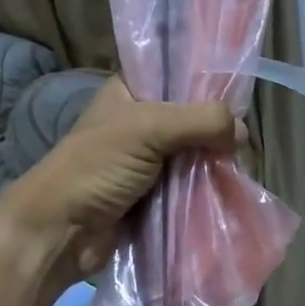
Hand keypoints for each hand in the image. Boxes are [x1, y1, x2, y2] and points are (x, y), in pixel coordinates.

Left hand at [0, 77, 243, 284]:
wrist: (61, 231)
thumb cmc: (96, 167)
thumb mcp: (148, 128)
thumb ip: (200, 121)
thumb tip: (242, 133)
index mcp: (132, 91)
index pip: (178, 73)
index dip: (208, 81)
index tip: (240, 94)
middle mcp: (142, 120)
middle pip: (193, 116)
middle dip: (217, 128)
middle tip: (242, 141)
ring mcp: (149, 158)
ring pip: (196, 152)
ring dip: (214, 161)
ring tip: (241, 167)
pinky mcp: (156, 192)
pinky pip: (191, 183)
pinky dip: (207, 186)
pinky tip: (230, 187)